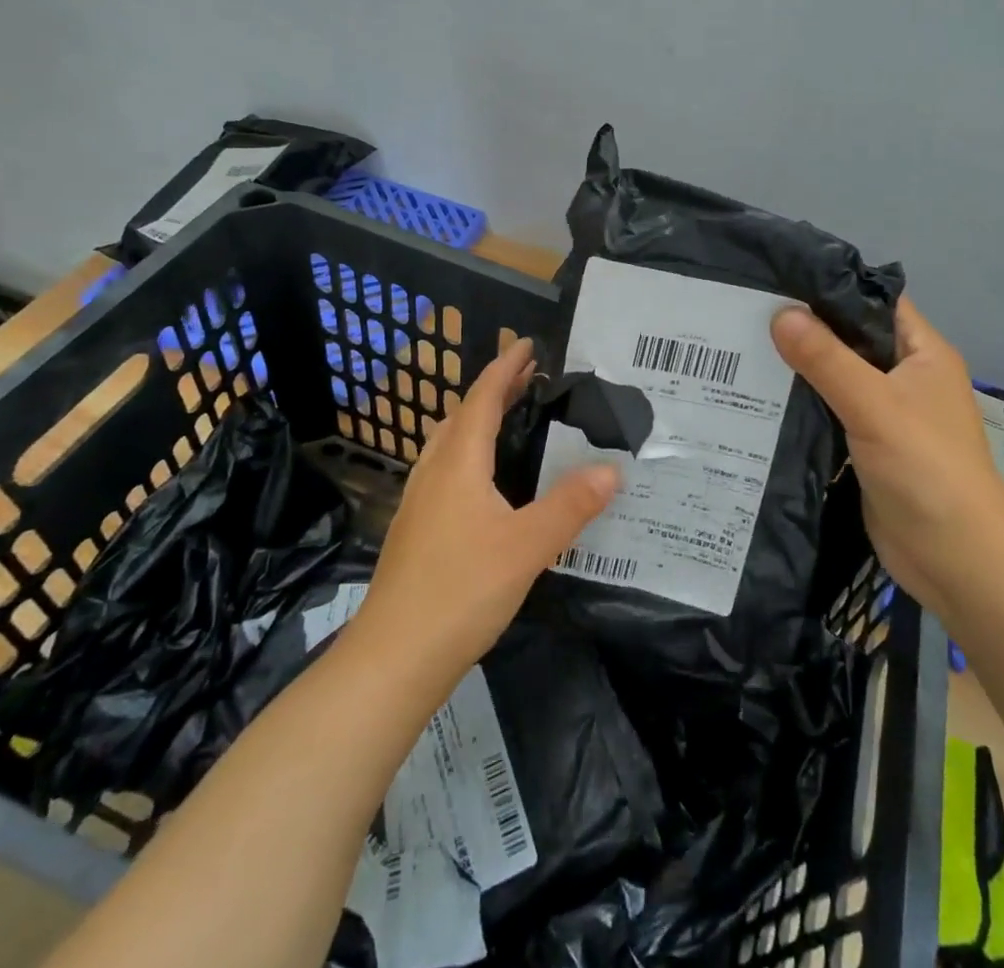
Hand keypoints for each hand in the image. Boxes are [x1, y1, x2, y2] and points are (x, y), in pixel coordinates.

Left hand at [352, 337, 618, 683]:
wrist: (393, 658)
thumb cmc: (461, 591)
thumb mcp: (528, 546)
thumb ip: (571, 505)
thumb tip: (611, 469)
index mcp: (458, 464)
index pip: (482, 399)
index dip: (506, 368)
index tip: (528, 345)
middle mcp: (433, 473)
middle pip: (462, 415)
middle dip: (494, 390)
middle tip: (529, 378)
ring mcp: (418, 502)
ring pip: (447, 444)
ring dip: (476, 420)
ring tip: (508, 420)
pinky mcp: (415, 530)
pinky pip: (444, 470)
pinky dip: (468, 453)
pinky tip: (483, 483)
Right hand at [771, 298, 1003, 616]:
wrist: (957, 561)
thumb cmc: (927, 470)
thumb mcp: (875, 405)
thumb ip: (826, 359)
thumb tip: (778, 313)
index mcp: (922, 353)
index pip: (873, 302)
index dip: (831, 287)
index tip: (777, 278)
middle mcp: (905, 377)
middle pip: (850, 339)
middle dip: (804, 328)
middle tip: (745, 314)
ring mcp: (886, 414)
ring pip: (836, 377)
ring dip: (798, 368)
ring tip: (740, 349)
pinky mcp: (866, 446)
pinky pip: (829, 412)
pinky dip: (800, 405)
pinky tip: (757, 399)